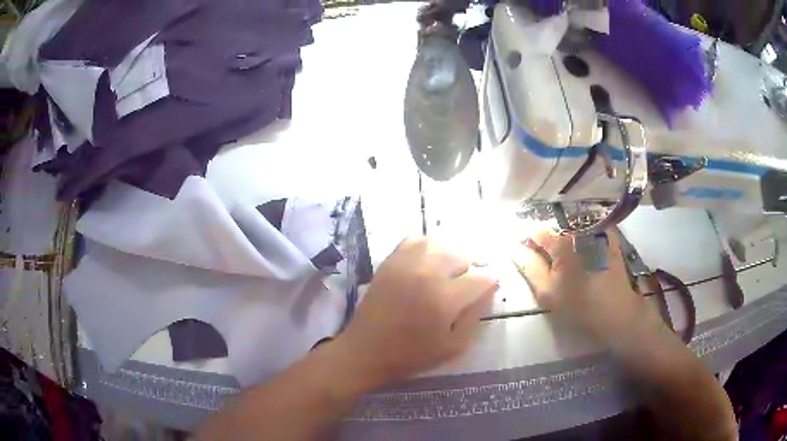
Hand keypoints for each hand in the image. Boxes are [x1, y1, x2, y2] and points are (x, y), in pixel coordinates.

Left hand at [337, 237, 497, 387]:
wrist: (366, 351)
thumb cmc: (412, 355)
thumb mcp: (454, 346)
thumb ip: (475, 316)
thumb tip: (489, 291)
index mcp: (445, 298)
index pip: (482, 278)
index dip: (489, 284)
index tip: (488, 291)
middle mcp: (427, 273)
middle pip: (463, 255)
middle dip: (471, 269)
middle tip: (466, 286)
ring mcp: (405, 264)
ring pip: (439, 243)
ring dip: (449, 256)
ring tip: (448, 272)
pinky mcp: (390, 262)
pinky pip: (414, 241)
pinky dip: (426, 248)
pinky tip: (426, 264)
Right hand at [518, 229, 654, 343]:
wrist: (616, 311)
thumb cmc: (579, 304)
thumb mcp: (547, 291)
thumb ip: (529, 266)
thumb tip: (514, 247)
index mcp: (561, 240)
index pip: (535, 230)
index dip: (525, 237)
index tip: (519, 246)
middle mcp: (579, 227)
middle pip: (554, 224)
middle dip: (543, 234)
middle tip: (537, 252)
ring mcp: (596, 229)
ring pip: (570, 224)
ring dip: (560, 232)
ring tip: (557, 250)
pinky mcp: (608, 235)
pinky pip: (587, 227)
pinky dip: (578, 232)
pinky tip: (576, 247)